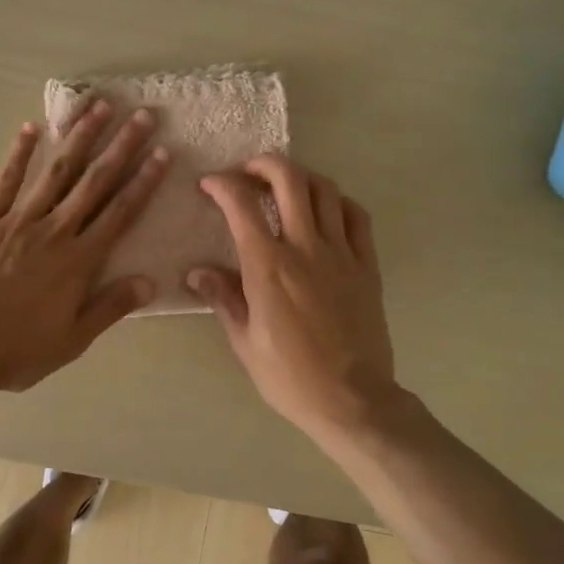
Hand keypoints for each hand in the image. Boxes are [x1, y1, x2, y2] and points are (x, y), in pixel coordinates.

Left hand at [0, 102, 168, 392]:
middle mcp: (55, 231)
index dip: (143, 181)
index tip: (161, 153)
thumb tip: (150, 281)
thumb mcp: (73, 339)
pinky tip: (31, 128)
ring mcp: (19, 220)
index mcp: (79, 261)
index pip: (120, 213)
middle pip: (94, 182)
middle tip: (141, 115)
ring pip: (56, 171)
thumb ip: (111, 307)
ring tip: (98, 107)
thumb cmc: (18, 348)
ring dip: (79, 137)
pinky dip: (19, 153)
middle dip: (121, 146)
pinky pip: (6, 180)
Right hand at [188, 154, 398, 441]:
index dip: (222, 184)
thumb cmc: (290, 377)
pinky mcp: (367, 266)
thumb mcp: (245, 342)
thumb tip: (196, 272)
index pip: (241, 205)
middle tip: (248, 172)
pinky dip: (338, 202)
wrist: (352, 400)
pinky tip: (326, 211)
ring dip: (301, 177)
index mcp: (268, 267)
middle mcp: (305, 248)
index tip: (209, 184)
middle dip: (264, 164)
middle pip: (289, 180)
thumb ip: (223, 299)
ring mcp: (341, 253)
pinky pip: (357, 217)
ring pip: (325, 190)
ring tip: (285, 186)